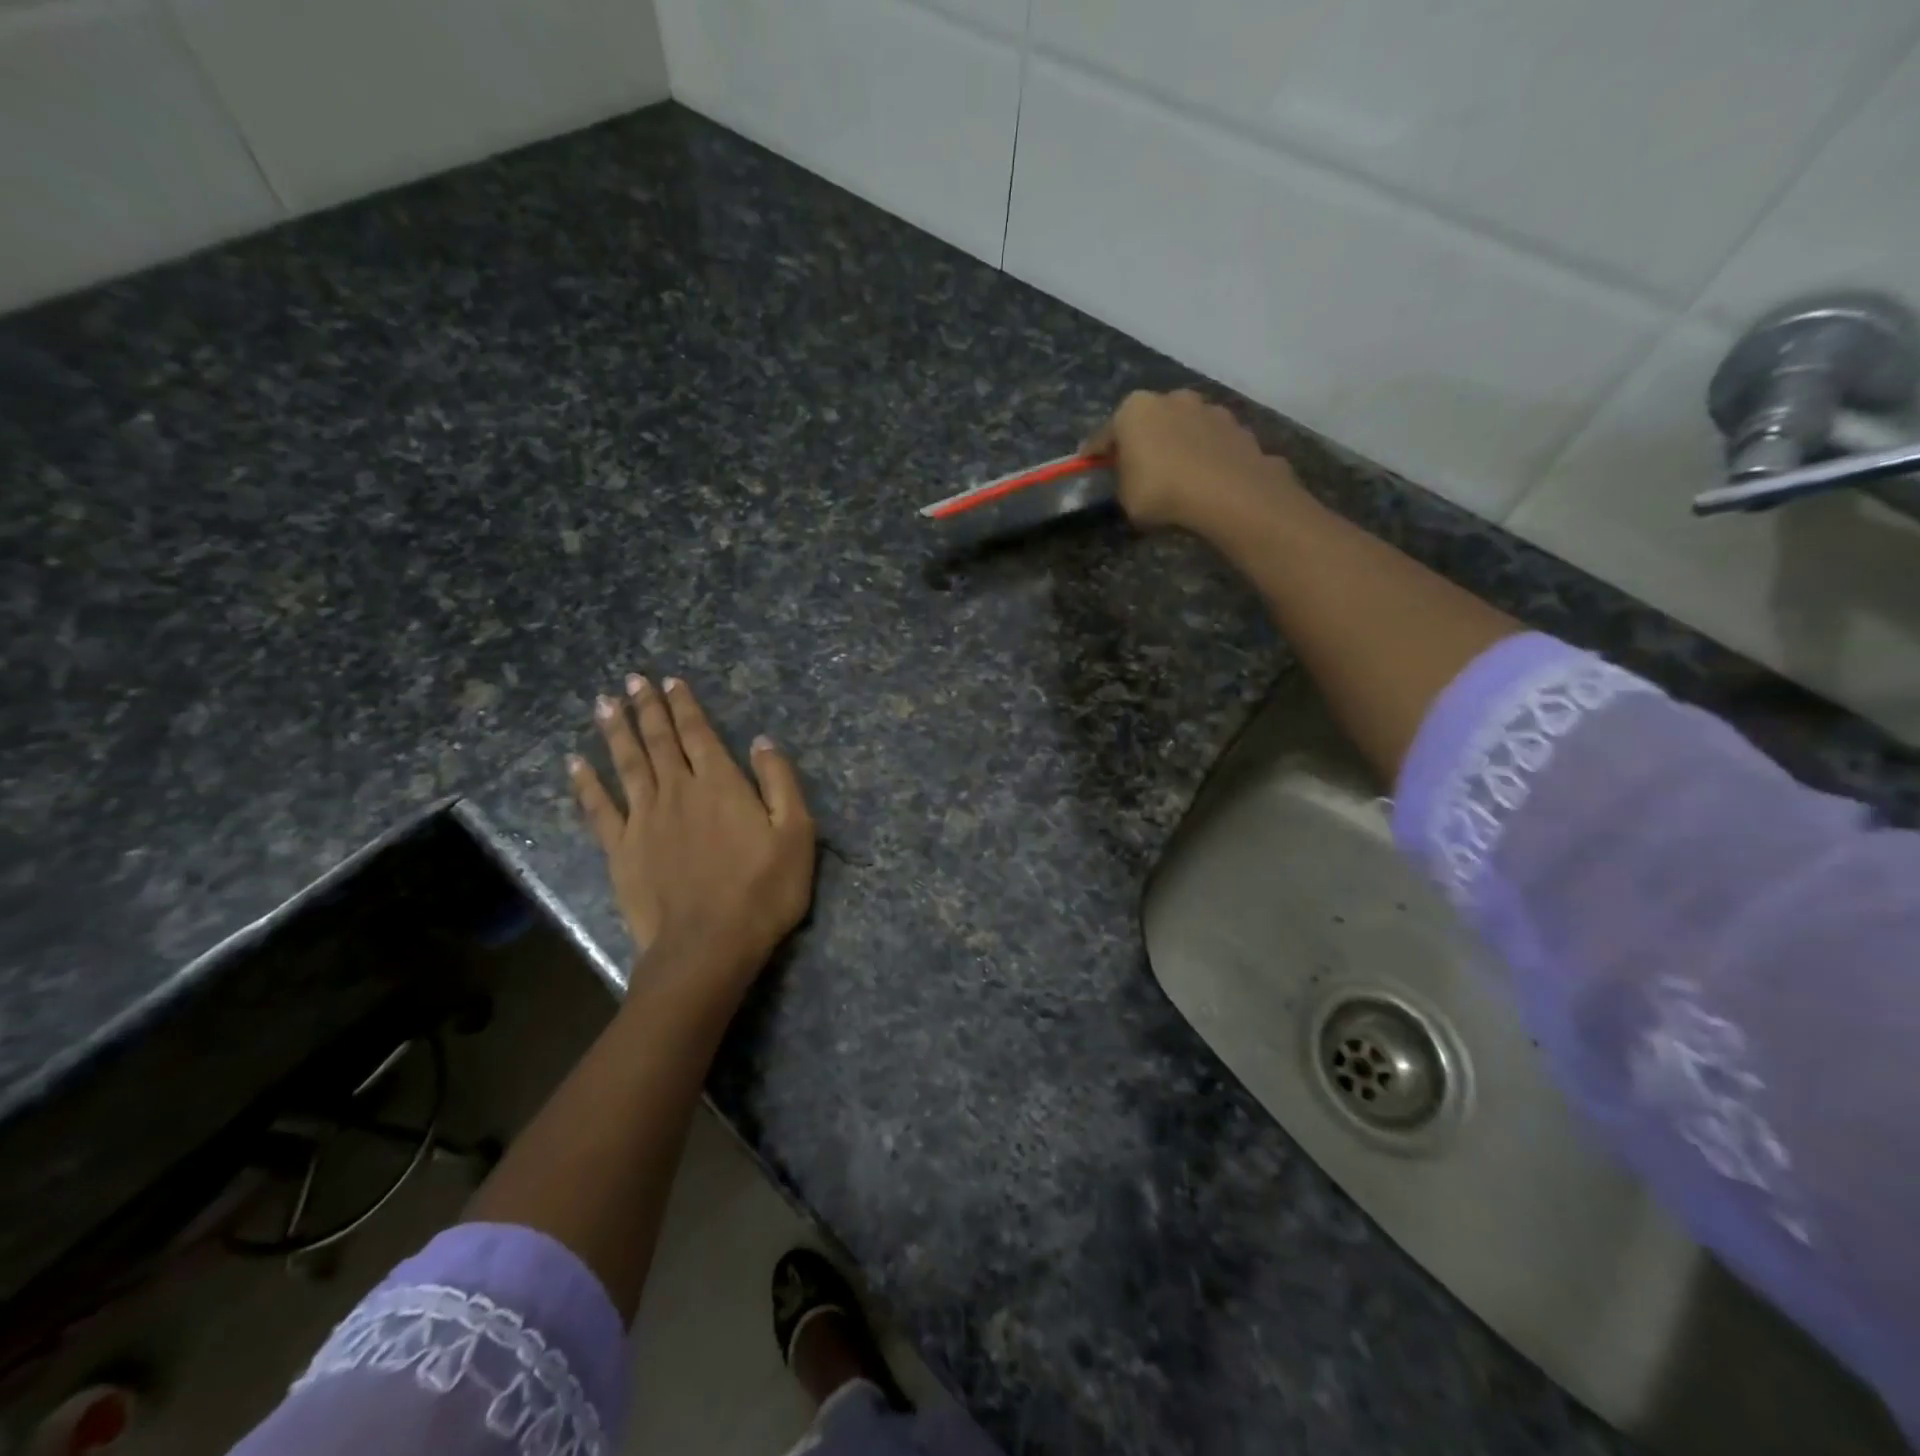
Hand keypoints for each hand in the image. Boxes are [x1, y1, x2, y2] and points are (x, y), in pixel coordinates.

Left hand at [569, 675, 815, 987]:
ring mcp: (644, 819)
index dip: (684, 706)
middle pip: (659, 741)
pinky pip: (599, 809)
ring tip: (603, 702)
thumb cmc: (763, 891)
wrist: (709, 946)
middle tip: (632, 679)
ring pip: (627, 764)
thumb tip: (762, 741)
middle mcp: (678, 791)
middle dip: (647, 707)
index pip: (699, 733)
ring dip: (615, 731)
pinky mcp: (621, 850)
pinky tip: (575, 763)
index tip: (670, 680)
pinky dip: (586, 784)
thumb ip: (780, 782)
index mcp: (721, 785)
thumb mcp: (796, 834)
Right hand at [1087, 389, 1301, 536]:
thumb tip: (1129, 476)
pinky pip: (1209, 442)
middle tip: (1138, 468)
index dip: (1095, 454)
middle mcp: (1170, 398)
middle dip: (1142, 441)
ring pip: (1182, 427)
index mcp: (1133, 410)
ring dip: (1177, 444)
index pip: (1105, 435)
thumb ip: (1123, 480)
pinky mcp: (1235, 425)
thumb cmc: (1161, 490)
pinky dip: (1204, 454)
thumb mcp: (1125, 496)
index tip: (1089, 466)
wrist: (1226, 491)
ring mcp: (1206, 408)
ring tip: (1177, 473)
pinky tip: (1204, 476)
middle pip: (1148, 422)